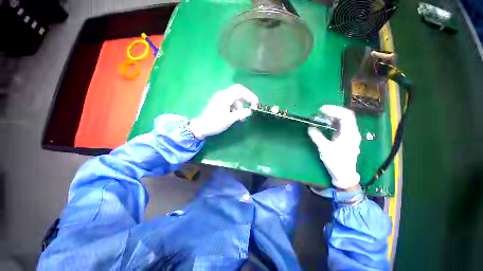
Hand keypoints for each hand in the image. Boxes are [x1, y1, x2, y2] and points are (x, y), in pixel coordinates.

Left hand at [189, 84, 258, 139]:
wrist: (201, 127)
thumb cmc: (215, 123)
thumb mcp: (229, 119)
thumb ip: (241, 114)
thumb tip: (250, 111)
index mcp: (224, 97)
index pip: (240, 91)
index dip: (250, 96)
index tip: (256, 104)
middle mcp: (223, 94)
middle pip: (238, 92)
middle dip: (247, 99)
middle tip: (252, 107)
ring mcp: (221, 98)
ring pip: (235, 98)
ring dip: (240, 107)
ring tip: (241, 118)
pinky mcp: (220, 103)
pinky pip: (231, 102)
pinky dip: (235, 108)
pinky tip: (236, 116)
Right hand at [308, 105, 360, 189]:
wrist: (344, 174)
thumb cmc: (336, 162)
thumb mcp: (325, 149)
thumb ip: (317, 136)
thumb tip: (310, 127)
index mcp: (350, 134)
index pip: (346, 115)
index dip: (334, 110)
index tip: (321, 110)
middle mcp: (352, 132)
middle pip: (345, 116)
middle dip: (332, 112)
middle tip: (319, 112)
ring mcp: (349, 135)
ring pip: (343, 121)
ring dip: (332, 117)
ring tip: (321, 116)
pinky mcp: (345, 138)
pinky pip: (340, 126)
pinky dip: (332, 123)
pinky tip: (325, 124)